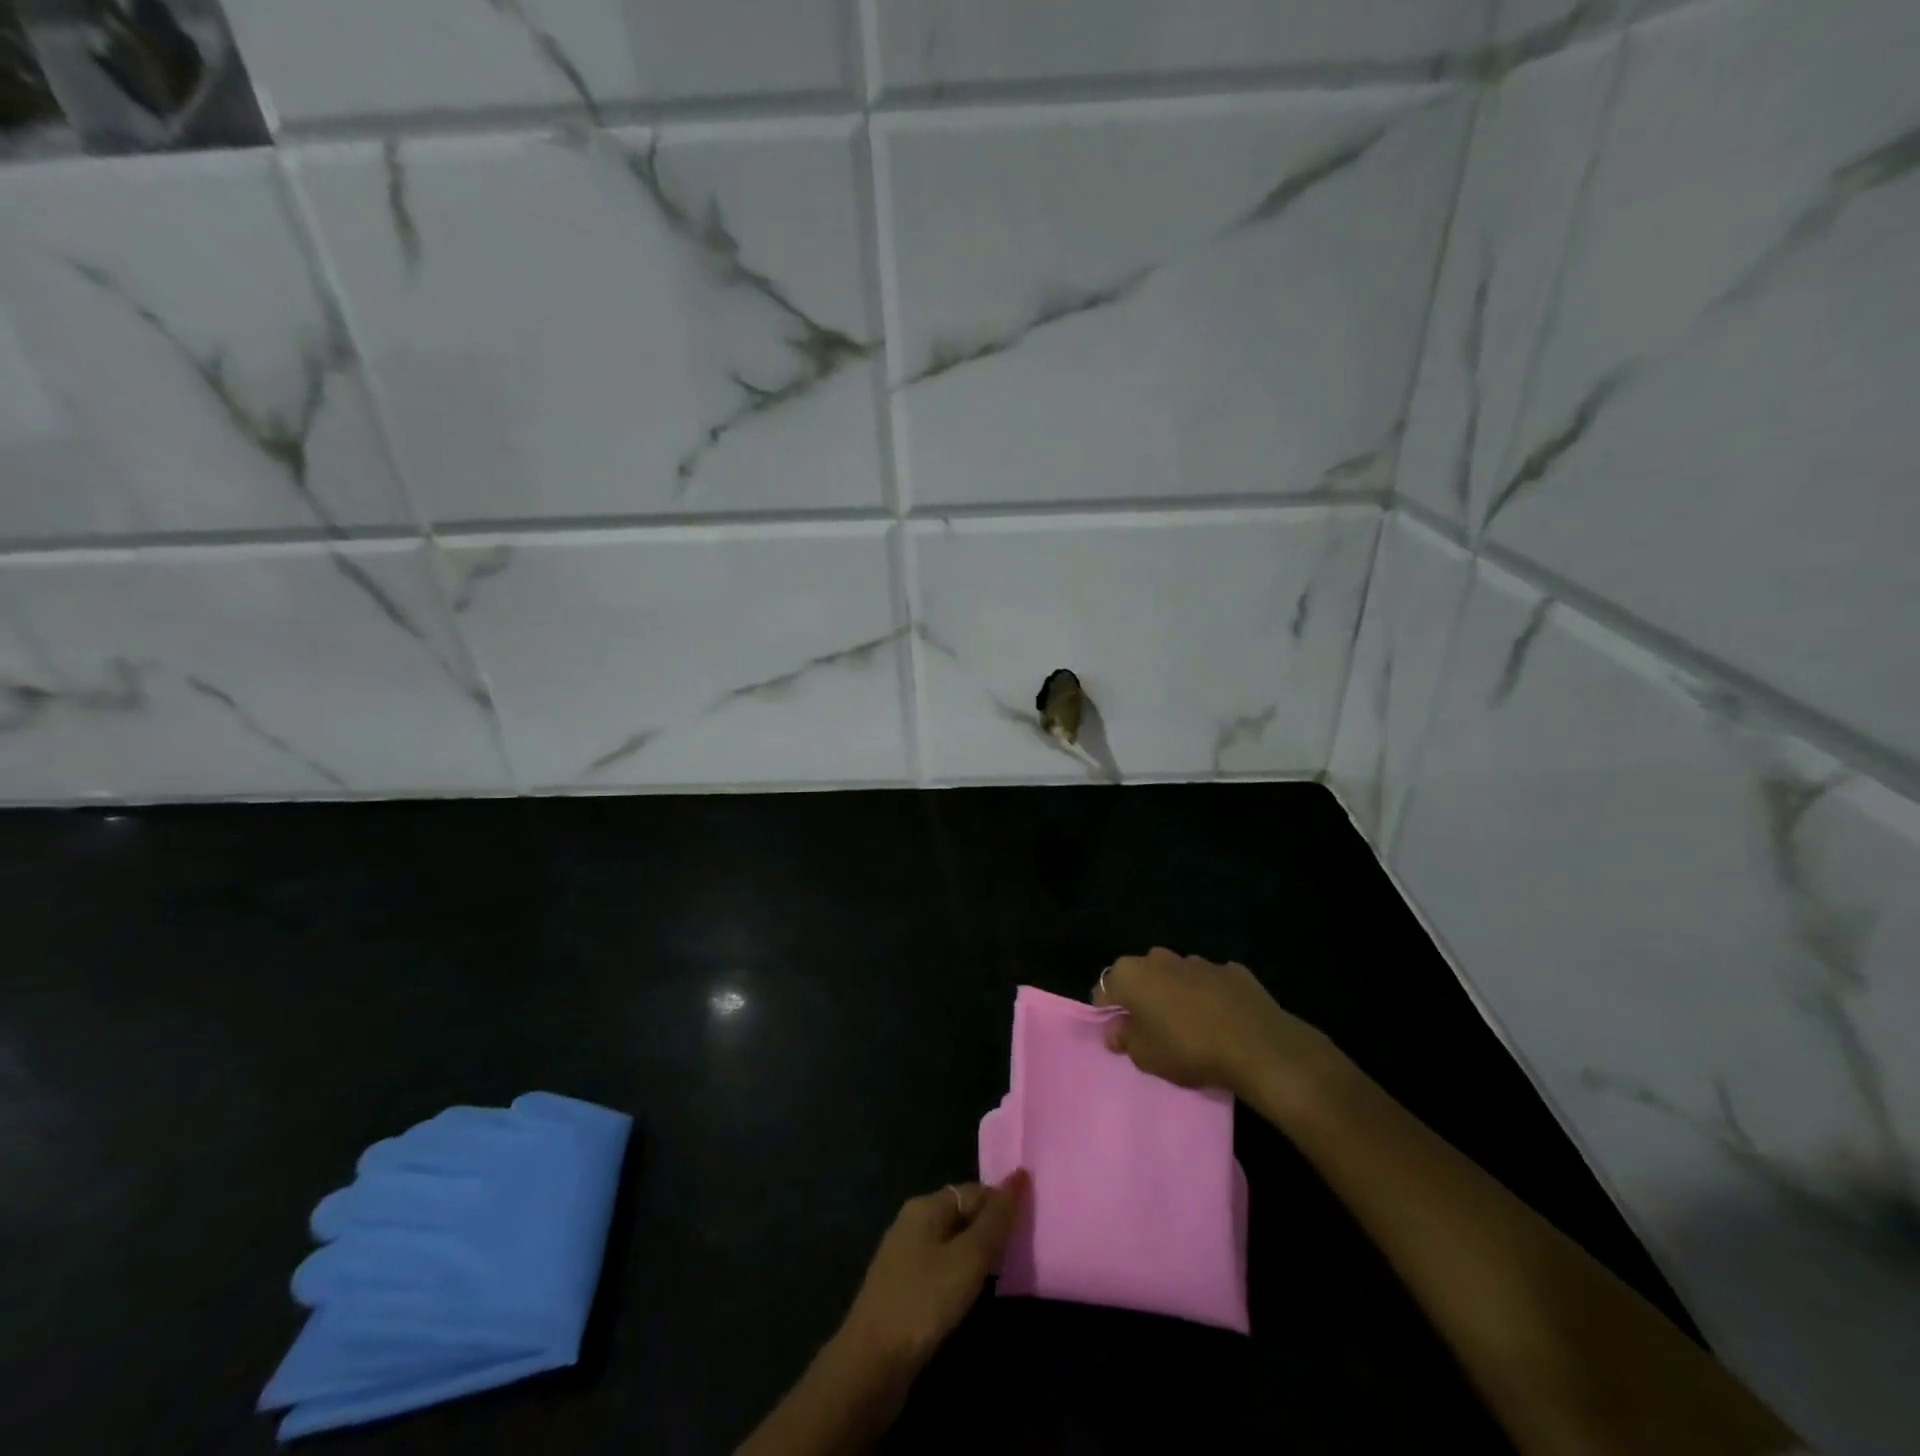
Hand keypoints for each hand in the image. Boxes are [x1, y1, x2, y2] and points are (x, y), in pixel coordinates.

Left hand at [837, 1172, 1029, 1376]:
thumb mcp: (968, 1258)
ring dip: (977, 1253)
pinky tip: (974, 1294)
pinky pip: (940, 1268)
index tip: (1031, 1226)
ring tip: (1007, 1270)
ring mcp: (904, 1256)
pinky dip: (961, 1275)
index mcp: (925, 1206)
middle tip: (1023, 1249)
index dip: (1002, 1204)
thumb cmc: (923, 1301)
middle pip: (962, 1214)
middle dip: (991, 1228)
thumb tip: (1020, 1174)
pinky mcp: (902, 1288)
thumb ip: (996, 1219)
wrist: (870, 1364)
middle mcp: (912, 1223)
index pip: (974, 1191)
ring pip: (951, 1243)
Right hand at [1094, 947, 1332, 1099]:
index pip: (1105, 989)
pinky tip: (1221, 1020)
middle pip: (1141, 977)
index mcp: (1132, 975)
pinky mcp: (1231, 970)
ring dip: (1176, 994)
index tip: (1119, 1033)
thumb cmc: (1188, 1049)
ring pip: (1175, 976)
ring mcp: (1198, 960)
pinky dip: (1209, 996)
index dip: (1108, 1012)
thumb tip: (1117, 1031)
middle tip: (1152, 1030)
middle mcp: (1160, 958)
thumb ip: (1125, 1040)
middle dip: (1142, 998)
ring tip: (1190, 1026)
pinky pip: (1209, 983)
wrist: (1257, 1045)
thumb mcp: (1146, 1057)